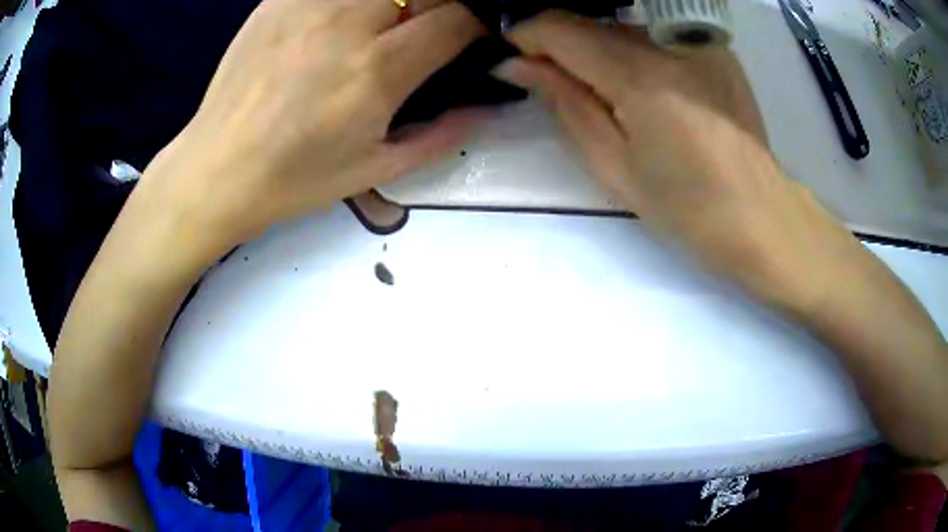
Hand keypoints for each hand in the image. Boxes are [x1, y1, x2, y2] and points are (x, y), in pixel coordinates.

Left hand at [143, 0, 485, 254]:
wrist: (217, 168)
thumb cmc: (294, 179)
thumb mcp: (374, 171)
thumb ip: (439, 136)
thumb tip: (484, 108)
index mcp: (376, 71)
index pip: (458, 19)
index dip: (477, 25)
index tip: (469, 40)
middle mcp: (347, 23)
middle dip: (438, 7)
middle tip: (420, 34)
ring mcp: (307, 5)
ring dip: (394, 2)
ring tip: (378, 28)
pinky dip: (349, 1)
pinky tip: (337, 22)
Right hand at [496, 11, 848, 313]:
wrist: (763, 217)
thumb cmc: (688, 208)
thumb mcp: (615, 166)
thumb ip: (565, 103)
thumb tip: (516, 65)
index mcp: (640, 76)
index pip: (558, 26)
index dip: (526, 39)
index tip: (517, 65)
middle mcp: (669, 42)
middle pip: (589, 20)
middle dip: (560, 45)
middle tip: (558, 85)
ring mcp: (697, 41)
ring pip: (621, 25)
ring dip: (597, 49)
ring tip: (605, 92)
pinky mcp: (716, 48)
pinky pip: (654, 34)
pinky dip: (633, 50)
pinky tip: (644, 86)